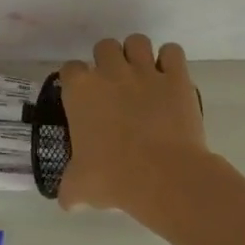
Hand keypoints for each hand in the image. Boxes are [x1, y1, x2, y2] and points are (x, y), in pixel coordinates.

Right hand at [56, 35, 209, 221]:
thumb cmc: (113, 177)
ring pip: (137, 41)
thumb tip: (68, 203)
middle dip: (107, 61)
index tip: (82, 97)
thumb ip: (70, 190)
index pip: (70, 69)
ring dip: (136, 54)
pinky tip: (168, 77)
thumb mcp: (80, 186)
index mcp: (80, 91)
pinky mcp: (177, 78)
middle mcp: (110, 73)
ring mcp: (145, 72)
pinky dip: (170, 60)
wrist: (162, 176)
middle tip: (113, 86)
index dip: (76, 81)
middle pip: (104, 46)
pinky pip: (172, 52)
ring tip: (140, 74)